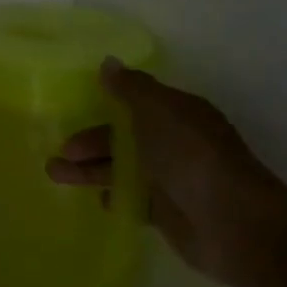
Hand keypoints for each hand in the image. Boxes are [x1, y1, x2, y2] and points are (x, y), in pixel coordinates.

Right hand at [46, 60, 286, 286]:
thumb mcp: (157, 111)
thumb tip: (108, 63)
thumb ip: (129, 88)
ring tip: (55, 175)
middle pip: (124, 138)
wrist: (232, 223)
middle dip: (90, 143)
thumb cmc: (190, 156)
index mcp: (178, 114)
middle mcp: (175, 143)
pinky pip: (134, 199)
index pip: (136, 103)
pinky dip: (115, 197)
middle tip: (60, 152)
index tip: (73, 111)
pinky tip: (98, 199)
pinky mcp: (168, 213)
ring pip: (123, 169)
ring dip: (90, 170)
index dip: (105, 105)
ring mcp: (172, 179)